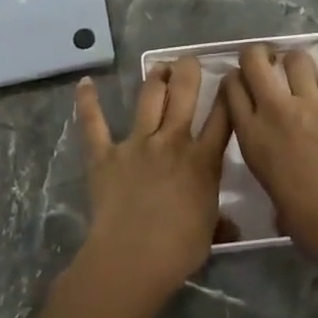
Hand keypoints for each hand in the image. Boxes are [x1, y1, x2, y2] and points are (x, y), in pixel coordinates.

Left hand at [73, 57, 231, 300]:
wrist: (134, 257)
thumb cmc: (179, 249)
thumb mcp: (209, 233)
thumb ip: (219, 219)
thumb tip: (232, 225)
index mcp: (202, 161)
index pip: (222, 119)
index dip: (227, 95)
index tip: (230, 78)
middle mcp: (172, 141)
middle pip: (184, 94)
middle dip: (188, 71)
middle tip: (189, 60)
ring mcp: (137, 144)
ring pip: (149, 99)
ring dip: (155, 78)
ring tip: (159, 67)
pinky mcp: (105, 154)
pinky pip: (94, 124)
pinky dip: (87, 102)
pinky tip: (85, 83)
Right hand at [221, 44, 317, 266]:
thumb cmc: (305, 220)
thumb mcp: (272, 191)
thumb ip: (271, 169)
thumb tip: (282, 180)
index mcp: (252, 135)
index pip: (231, 87)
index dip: (235, 80)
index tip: (241, 83)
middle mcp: (276, 111)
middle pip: (256, 60)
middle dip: (258, 55)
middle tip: (265, 63)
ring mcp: (311, 106)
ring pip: (297, 60)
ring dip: (295, 65)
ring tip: (300, 77)